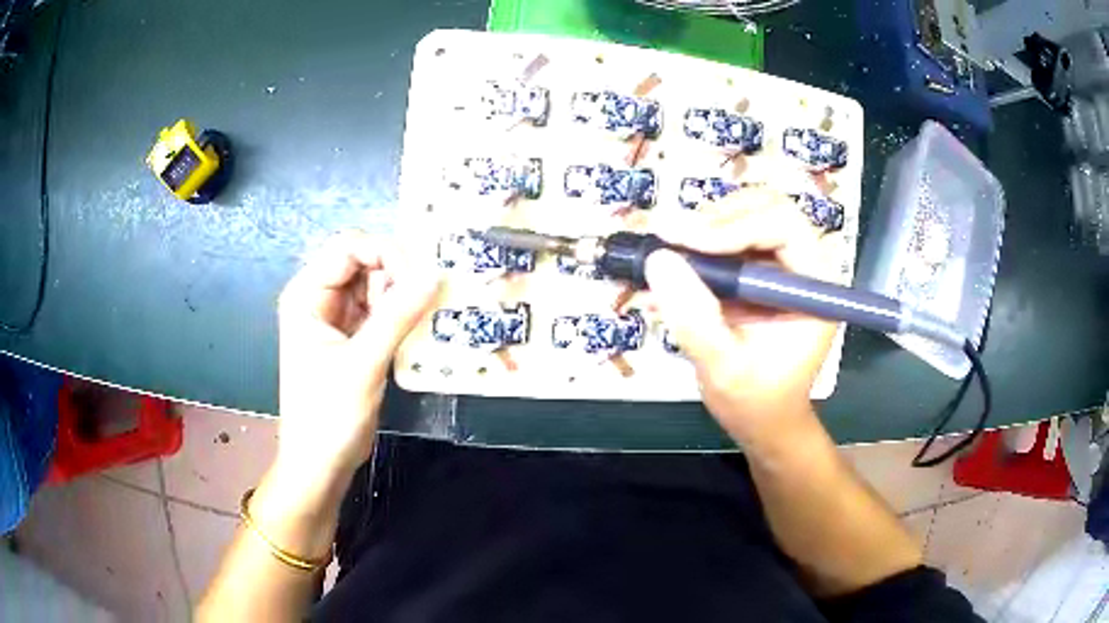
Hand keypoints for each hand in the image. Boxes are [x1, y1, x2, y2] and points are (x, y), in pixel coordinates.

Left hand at [276, 231, 439, 486]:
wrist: (320, 465)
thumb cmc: (328, 416)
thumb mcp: (363, 364)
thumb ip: (398, 316)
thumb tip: (436, 274)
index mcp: (307, 295)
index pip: (349, 248)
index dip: (386, 253)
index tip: (422, 277)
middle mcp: (319, 298)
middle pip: (364, 262)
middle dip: (397, 275)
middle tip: (427, 300)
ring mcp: (336, 318)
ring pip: (376, 286)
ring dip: (402, 297)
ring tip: (424, 320)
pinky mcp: (352, 338)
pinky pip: (381, 311)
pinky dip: (401, 316)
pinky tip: (418, 330)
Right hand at [645, 189, 837, 446]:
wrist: (763, 419)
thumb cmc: (755, 402)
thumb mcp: (723, 368)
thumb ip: (694, 318)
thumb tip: (659, 260)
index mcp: (814, 286)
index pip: (783, 225)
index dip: (733, 226)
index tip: (681, 242)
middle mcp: (804, 264)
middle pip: (766, 206)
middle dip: (717, 217)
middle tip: (672, 240)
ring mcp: (783, 264)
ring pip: (747, 213)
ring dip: (705, 225)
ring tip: (670, 253)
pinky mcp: (760, 269)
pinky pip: (731, 235)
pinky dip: (700, 242)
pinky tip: (676, 265)